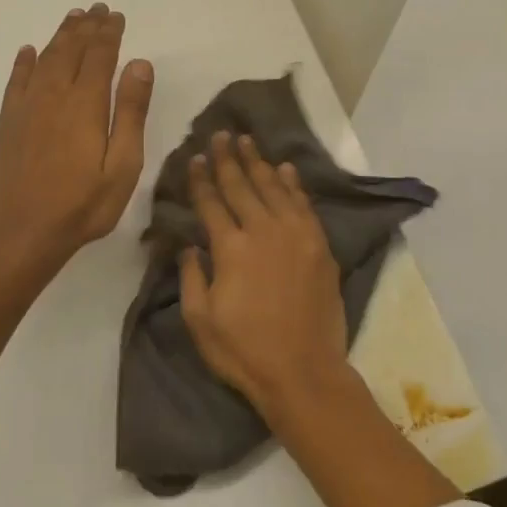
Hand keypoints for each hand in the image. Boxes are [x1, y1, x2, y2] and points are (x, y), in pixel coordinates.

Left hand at [0, 4, 153, 265]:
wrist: (24, 230)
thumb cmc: (83, 203)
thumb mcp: (123, 164)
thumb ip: (130, 111)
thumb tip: (139, 63)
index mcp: (85, 103)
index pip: (100, 55)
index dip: (109, 33)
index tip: (117, 16)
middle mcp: (54, 95)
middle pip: (71, 50)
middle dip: (86, 27)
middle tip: (97, 9)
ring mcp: (27, 107)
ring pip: (45, 58)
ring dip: (60, 36)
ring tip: (73, 18)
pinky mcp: (9, 122)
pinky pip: (16, 81)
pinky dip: (24, 62)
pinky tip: (28, 51)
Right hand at [179, 132, 348, 416]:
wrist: (304, 371)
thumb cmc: (244, 350)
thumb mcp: (200, 320)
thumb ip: (191, 276)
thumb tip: (187, 245)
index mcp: (231, 248)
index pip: (211, 202)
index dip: (201, 179)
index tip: (195, 156)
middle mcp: (263, 231)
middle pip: (242, 185)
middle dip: (228, 158)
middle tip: (222, 134)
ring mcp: (296, 236)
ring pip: (274, 188)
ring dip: (259, 162)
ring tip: (249, 141)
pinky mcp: (319, 246)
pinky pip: (304, 204)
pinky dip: (294, 184)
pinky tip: (286, 169)